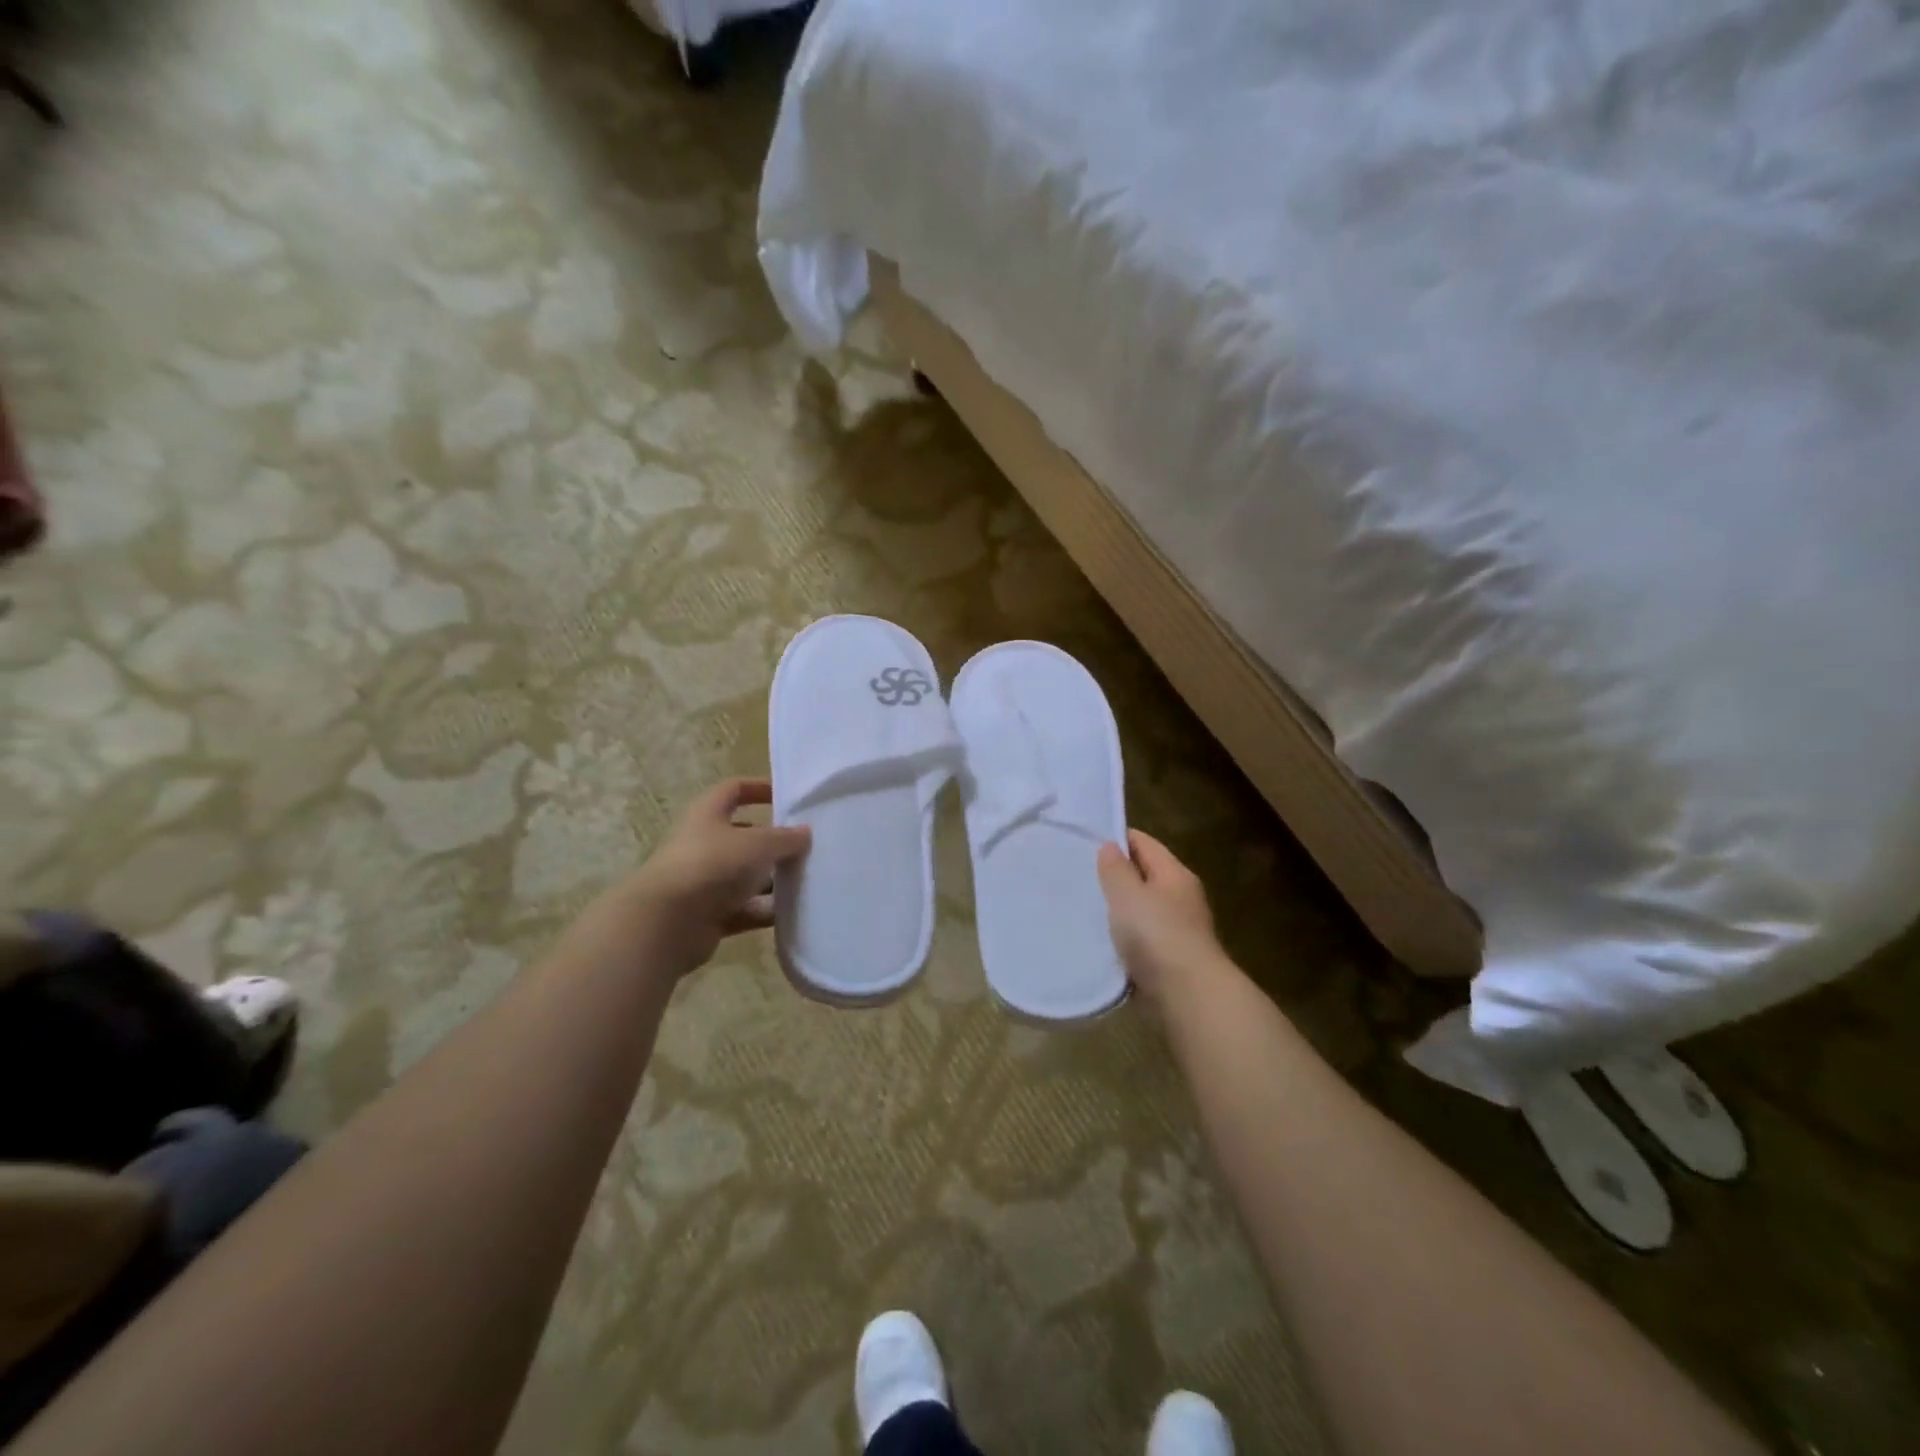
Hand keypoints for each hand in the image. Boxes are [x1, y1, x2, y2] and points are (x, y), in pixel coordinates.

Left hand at [622, 779, 810, 974]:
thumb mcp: (758, 844)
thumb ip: (785, 838)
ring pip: (745, 876)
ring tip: (806, 881)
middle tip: (805, 846)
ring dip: (772, 880)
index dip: (758, 789)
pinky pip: (744, 909)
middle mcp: (703, 844)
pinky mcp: (708, 915)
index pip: (733, 790)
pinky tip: (791, 913)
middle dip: (773, 842)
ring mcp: (704, 882)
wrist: (667, 923)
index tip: (787, 797)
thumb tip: (805, 832)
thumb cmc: (713, 865)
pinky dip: (764, 911)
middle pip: (743, 837)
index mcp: (707, 814)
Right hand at [1096, 830, 1224, 1008]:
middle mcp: (1181, 897)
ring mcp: (1179, 929)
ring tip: (1084, 908)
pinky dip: (1125, 938)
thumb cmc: (1156, 935)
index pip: (1144, 843)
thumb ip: (1116, 869)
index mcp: (1175, 874)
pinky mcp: (1171, 959)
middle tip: (1079, 876)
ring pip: (1142, 909)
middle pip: (1144, 875)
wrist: (1188, 996)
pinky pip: (1142, 938)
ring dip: (1119, 909)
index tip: (1084, 842)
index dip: (1116, 838)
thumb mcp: (1128, 894)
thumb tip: (1111, 846)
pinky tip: (1102, 941)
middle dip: (1115, 875)